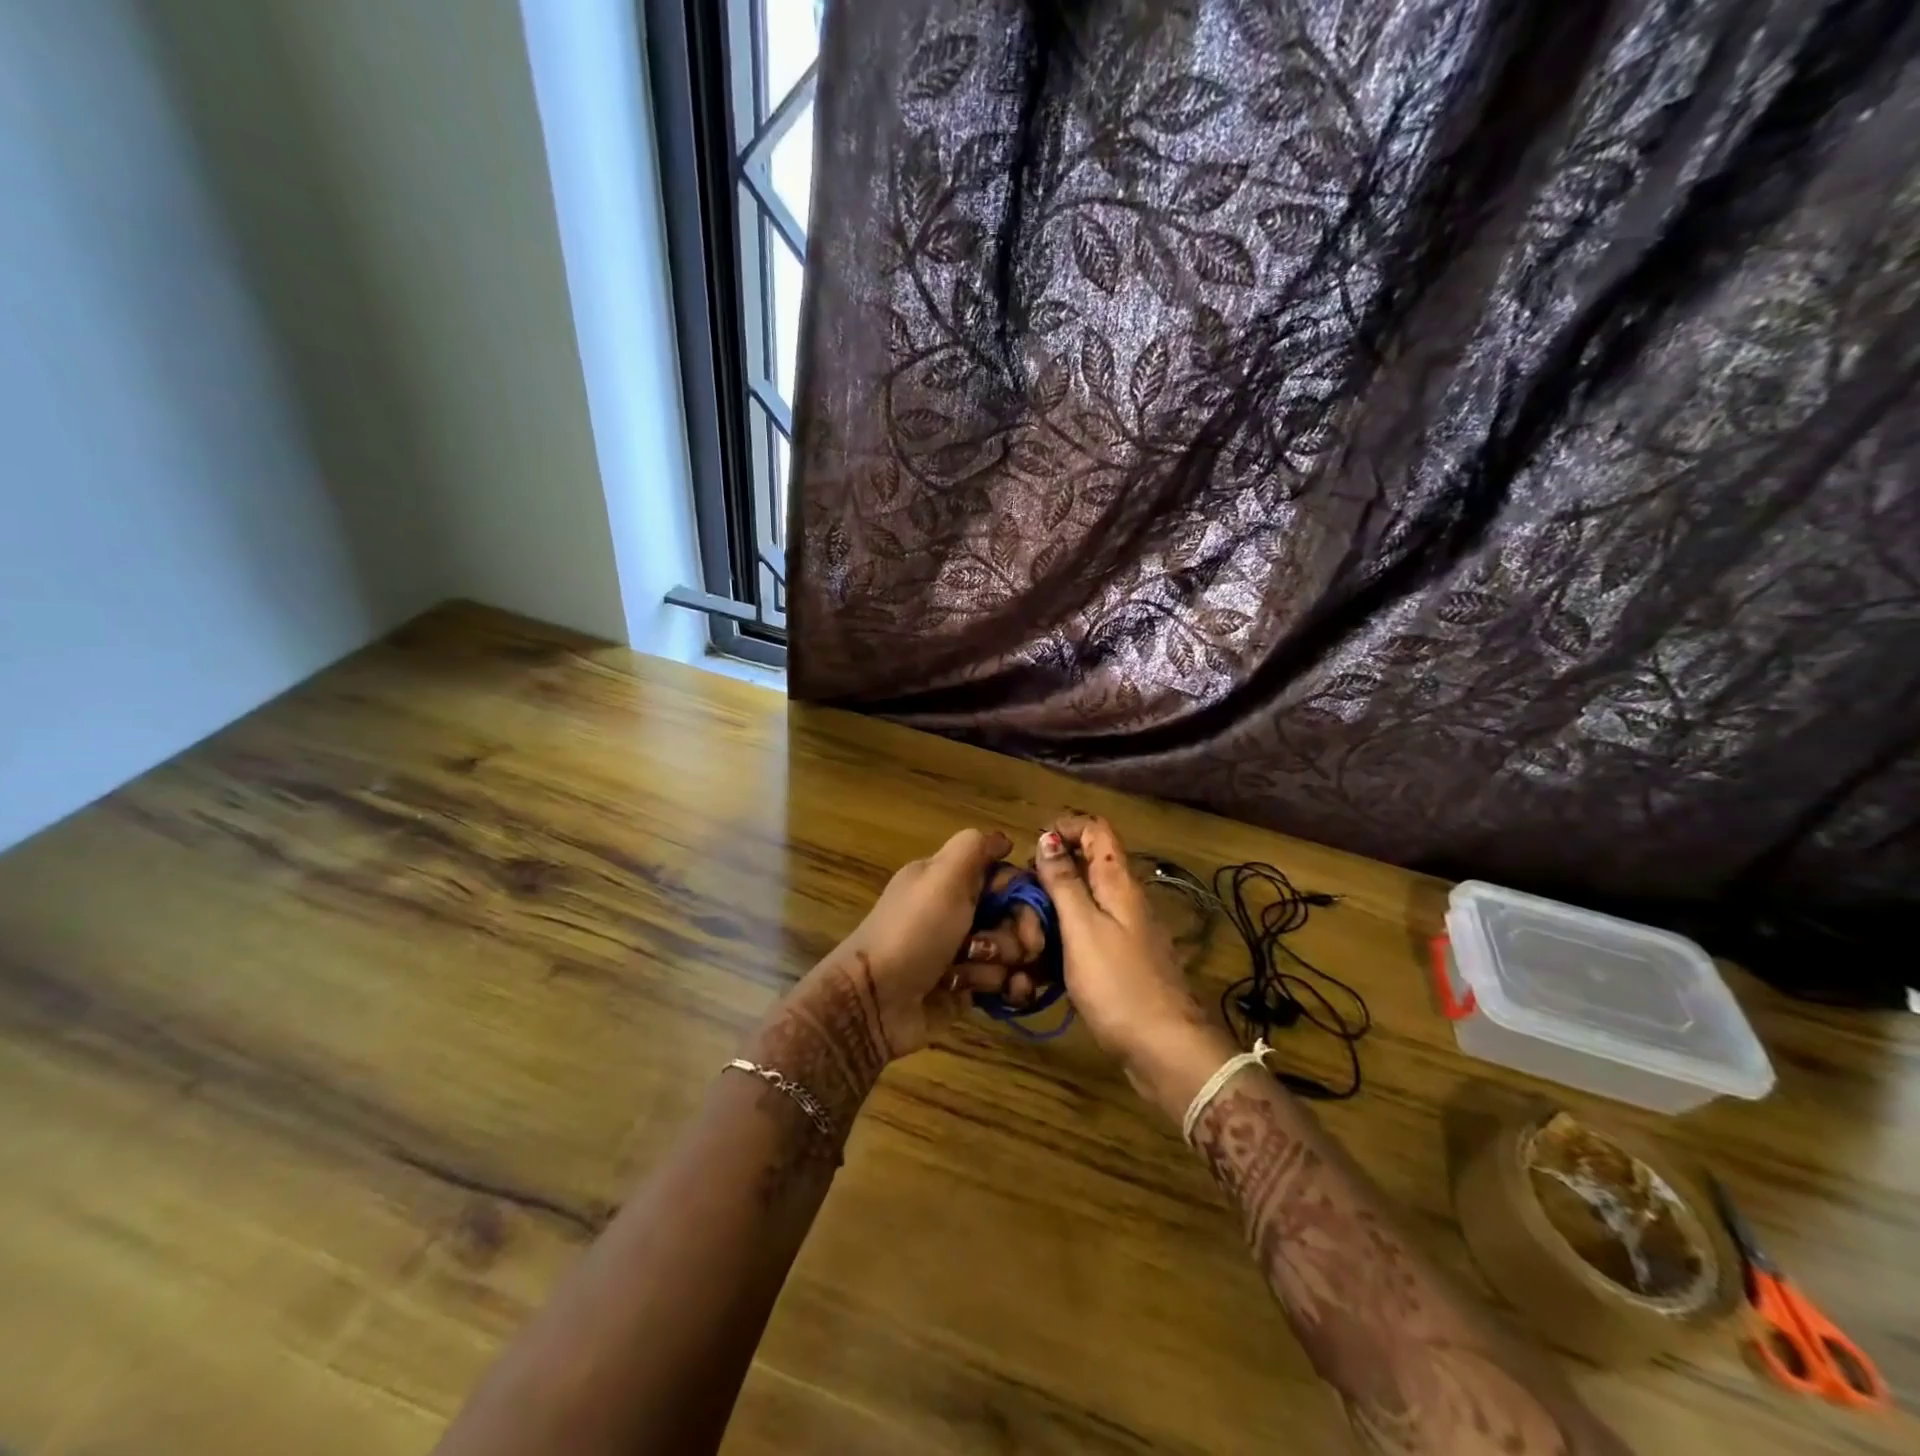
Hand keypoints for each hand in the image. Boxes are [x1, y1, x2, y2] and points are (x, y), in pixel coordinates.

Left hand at [804, 828, 1033, 1059]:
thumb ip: (975, 848)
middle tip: (1000, 950)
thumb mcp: (941, 876)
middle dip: (1016, 936)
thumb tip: (1004, 839)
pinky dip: (1006, 988)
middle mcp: (959, 911)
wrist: (876, 1001)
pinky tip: (1003, 995)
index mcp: (951, 880)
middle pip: (1016, 917)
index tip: (1025, 912)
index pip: (1007, 878)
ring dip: (999, 964)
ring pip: (1013, 952)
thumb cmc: (913, 932)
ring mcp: (964, 951)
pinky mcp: (967, 987)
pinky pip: (1005, 982)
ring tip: (968, 974)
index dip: (1023, 895)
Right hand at [1032, 814, 1235, 1114]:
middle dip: (1050, 873)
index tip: (1032, 848)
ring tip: (1023, 932)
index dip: (1065, 828)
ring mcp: (1123, 931)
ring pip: (1081, 902)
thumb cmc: (1119, 984)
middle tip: (1019, 898)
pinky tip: (1039, 963)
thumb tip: (1048, 836)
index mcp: (1118, 882)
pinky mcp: (1118, 960)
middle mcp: (1123, 899)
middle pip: (1085, 865)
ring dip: (1051, 910)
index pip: (1096, 830)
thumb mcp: (1082, 928)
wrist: (1165, 1049)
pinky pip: (1085, 934)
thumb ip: (1064, 882)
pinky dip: (1061, 939)